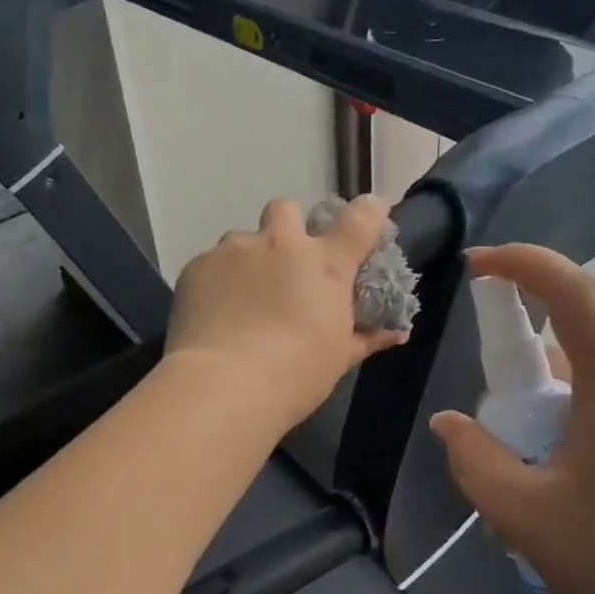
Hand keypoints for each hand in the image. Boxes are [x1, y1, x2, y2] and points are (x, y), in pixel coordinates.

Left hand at [167, 196, 408, 429]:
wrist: (224, 385)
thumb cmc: (295, 375)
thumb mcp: (338, 359)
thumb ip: (366, 337)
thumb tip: (396, 333)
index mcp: (325, 264)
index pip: (360, 218)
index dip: (369, 211)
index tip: (370, 215)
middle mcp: (280, 244)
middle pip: (286, 208)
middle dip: (287, 226)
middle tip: (284, 261)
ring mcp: (235, 251)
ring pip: (243, 238)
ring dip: (247, 259)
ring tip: (241, 297)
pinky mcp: (198, 266)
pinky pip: (211, 263)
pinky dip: (216, 282)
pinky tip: (213, 313)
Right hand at [428, 244, 594, 593]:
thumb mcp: (521, 513)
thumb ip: (473, 459)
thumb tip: (450, 424)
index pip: (575, 295)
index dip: (525, 264)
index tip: (477, 266)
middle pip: (572, 352)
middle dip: (518, 378)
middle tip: (489, 438)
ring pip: (585, 396)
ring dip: (541, 421)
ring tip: (521, 492)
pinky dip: (566, 442)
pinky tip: (558, 505)